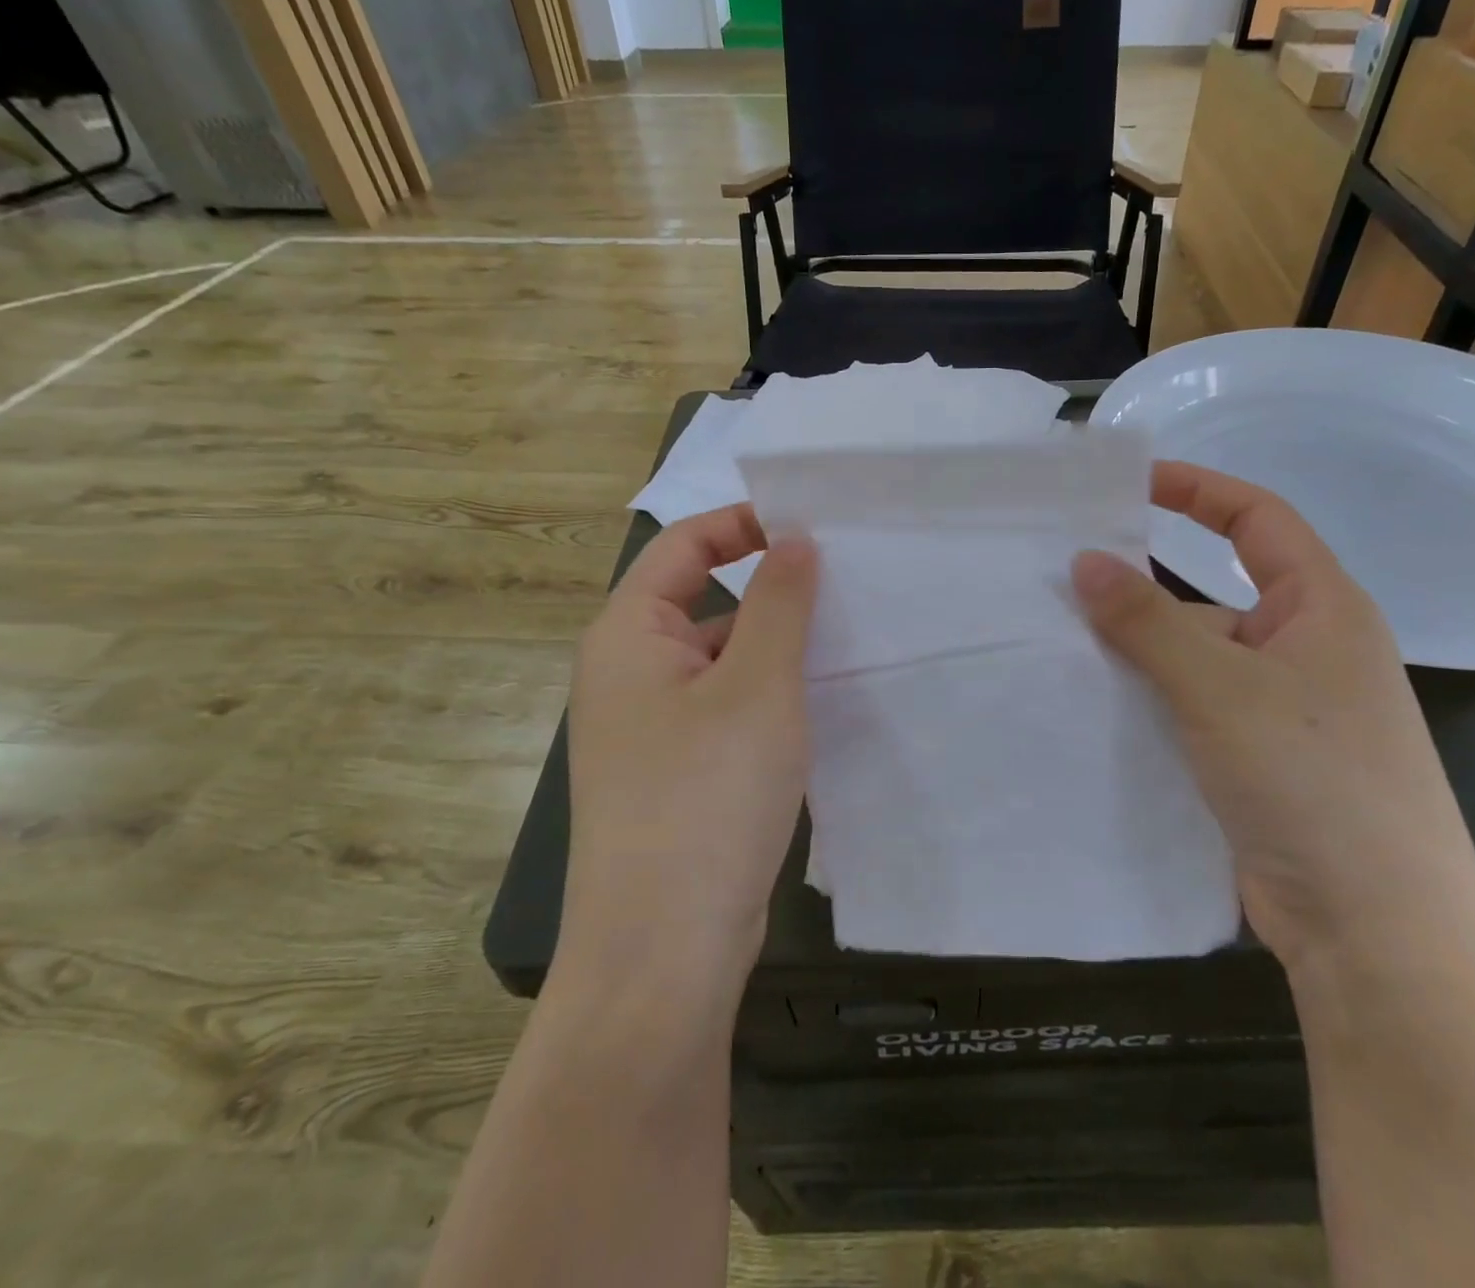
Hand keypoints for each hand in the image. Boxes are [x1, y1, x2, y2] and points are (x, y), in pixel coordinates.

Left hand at [563, 504, 817, 993]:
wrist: (664, 951)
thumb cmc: (707, 795)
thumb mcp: (758, 685)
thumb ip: (779, 603)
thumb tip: (795, 539)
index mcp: (629, 636)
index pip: (683, 546)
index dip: (744, 524)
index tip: (811, 526)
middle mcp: (628, 674)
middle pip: (701, 601)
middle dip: (769, 590)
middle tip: (845, 584)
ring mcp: (650, 729)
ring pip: (719, 660)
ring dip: (773, 648)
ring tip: (844, 640)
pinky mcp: (675, 774)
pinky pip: (724, 709)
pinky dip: (766, 696)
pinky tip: (816, 706)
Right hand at [1072, 461, 1474, 968]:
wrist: (1375, 931)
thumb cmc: (1314, 782)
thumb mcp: (1221, 688)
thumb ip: (1148, 622)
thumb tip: (1085, 560)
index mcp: (1321, 609)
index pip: (1257, 519)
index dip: (1197, 490)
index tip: (1129, 485)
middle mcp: (1302, 650)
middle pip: (1210, 595)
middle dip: (1143, 589)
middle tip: (1064, 581)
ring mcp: (1278, 711)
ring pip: (1193, 659)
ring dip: (1136, 654)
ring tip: (1057, 645)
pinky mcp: (1254, 760)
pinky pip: (1189, 709)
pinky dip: (1146, 701)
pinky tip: (1091, 706)